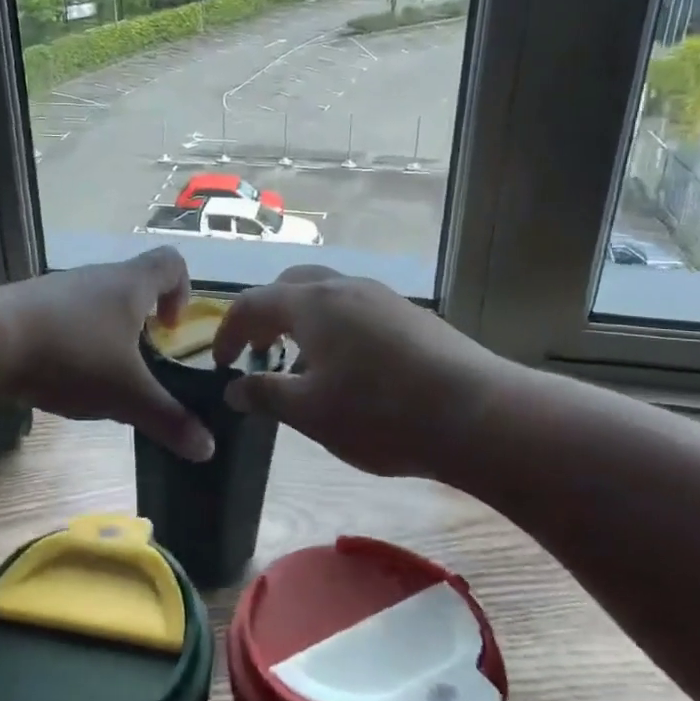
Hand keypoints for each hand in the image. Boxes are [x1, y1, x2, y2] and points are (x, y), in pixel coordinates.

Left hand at [0, 248, 214, 461]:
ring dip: (106, 333)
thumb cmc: (72, 355)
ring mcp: (59, 288)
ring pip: (95, 303)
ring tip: (101, 374)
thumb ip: (168, 420)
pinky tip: (62, 374)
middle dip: (141, 322)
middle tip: (140, 361)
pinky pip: (64, 317)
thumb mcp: (127, 395)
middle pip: (132, 284)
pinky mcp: (29, 306)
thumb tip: (208, 450)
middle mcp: (97, 277)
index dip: (182, 291)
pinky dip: (73, 341)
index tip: (170, 330)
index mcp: (130, 284)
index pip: (171, 263)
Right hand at [212, 266, 515, 479]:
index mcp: (311, 303)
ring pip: (326, 296)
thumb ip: (265, 394)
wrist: (478, 414)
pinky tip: (348, 371)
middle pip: (290, 286)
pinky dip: (334, 329)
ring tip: (302, 367)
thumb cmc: (380, 414)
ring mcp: (382, 297)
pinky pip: (356, 310)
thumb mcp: (310, 412)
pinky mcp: (410, 315)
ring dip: (301, 323)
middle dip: (266, 317)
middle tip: (259, 354)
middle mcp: (344, 287)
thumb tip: (234, 388)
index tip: (221, 365)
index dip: (228, 332)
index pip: (251, 304)